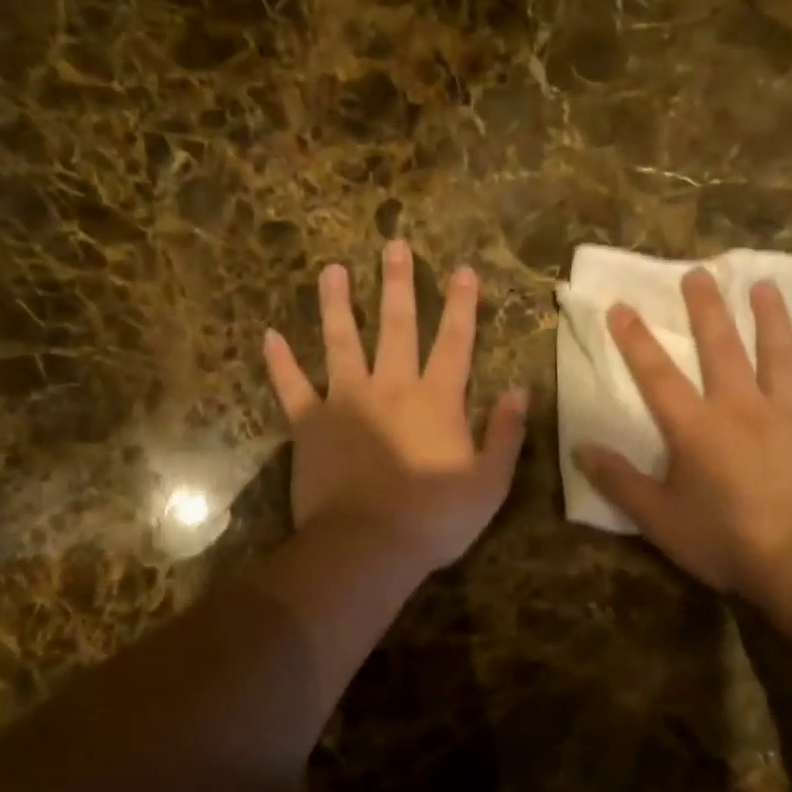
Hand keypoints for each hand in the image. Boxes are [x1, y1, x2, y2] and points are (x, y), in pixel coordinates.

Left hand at [263, 240, 527, 575]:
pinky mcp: (309, 424)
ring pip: (341, 341)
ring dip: (336, 304)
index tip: (463, 269)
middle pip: (396, 326)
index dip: (462, 304)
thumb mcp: (490, 482)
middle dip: (397, 284)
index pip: (455, 341)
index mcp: (437, 400)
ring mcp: (345, 401)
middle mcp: (391, 387)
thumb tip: (522, 390)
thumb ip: (506, 433)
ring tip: (331, 270)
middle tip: (394, 245)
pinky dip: (280, 362)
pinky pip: (291, 386)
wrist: (368, 547)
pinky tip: (270, 336)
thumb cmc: (435, 519)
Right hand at [573, 269, 791, 601]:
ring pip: (780, 354)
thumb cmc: (723, 539)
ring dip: (771, 318)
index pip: (657, 375)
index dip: (635, 339)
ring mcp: (790, 414)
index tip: (621, 306)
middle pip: (722, 347)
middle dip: (707, 308)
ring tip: (765, 286)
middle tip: (699, 273)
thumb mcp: (658, 518)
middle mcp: (741, 406)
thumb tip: (581, 449)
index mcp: (696, 426)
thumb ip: (619, 481)